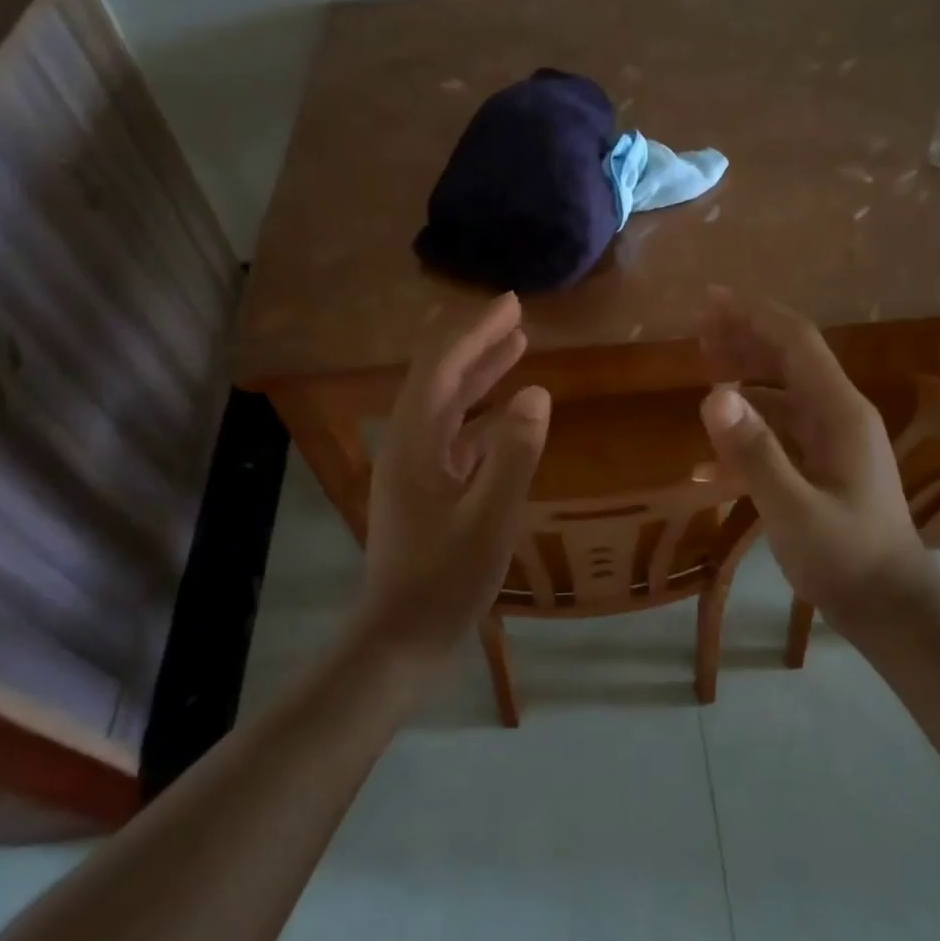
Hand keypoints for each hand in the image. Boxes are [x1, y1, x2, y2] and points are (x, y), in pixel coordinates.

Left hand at [362, 293, 550, 652]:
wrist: (403, 635)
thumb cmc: (446, 579)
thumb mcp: (491, 517)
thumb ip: (514, 453)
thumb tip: (537, 393)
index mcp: (415, 441)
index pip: (442, 366)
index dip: (475, 330)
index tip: (512, 305)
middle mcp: (409, 442)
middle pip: (441, 376)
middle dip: (477, 341)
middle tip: (516, 315)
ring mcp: (416, 465)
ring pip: (449, 402)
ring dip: (481, 372)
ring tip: (517, 345)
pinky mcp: (427, 485)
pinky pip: (456, 432)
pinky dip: (483, 411)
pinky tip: (509, 411)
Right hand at [697, 289, 928, 613]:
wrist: (891, 607)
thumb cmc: (847, 559)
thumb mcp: (795, 510)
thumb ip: (756, 453)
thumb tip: (714, 395)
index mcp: (839, 411)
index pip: (795, 341)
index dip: (753, 314)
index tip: (710, 299)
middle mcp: (838, 414)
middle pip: (789, 357)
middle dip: (745, 334)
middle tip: (697, 322)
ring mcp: (832, 439)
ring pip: (783, 389)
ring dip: (745, 370)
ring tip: (703, 360)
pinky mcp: (823, 463)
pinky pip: (781, 427)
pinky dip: (748, 422)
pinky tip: (712, 446)